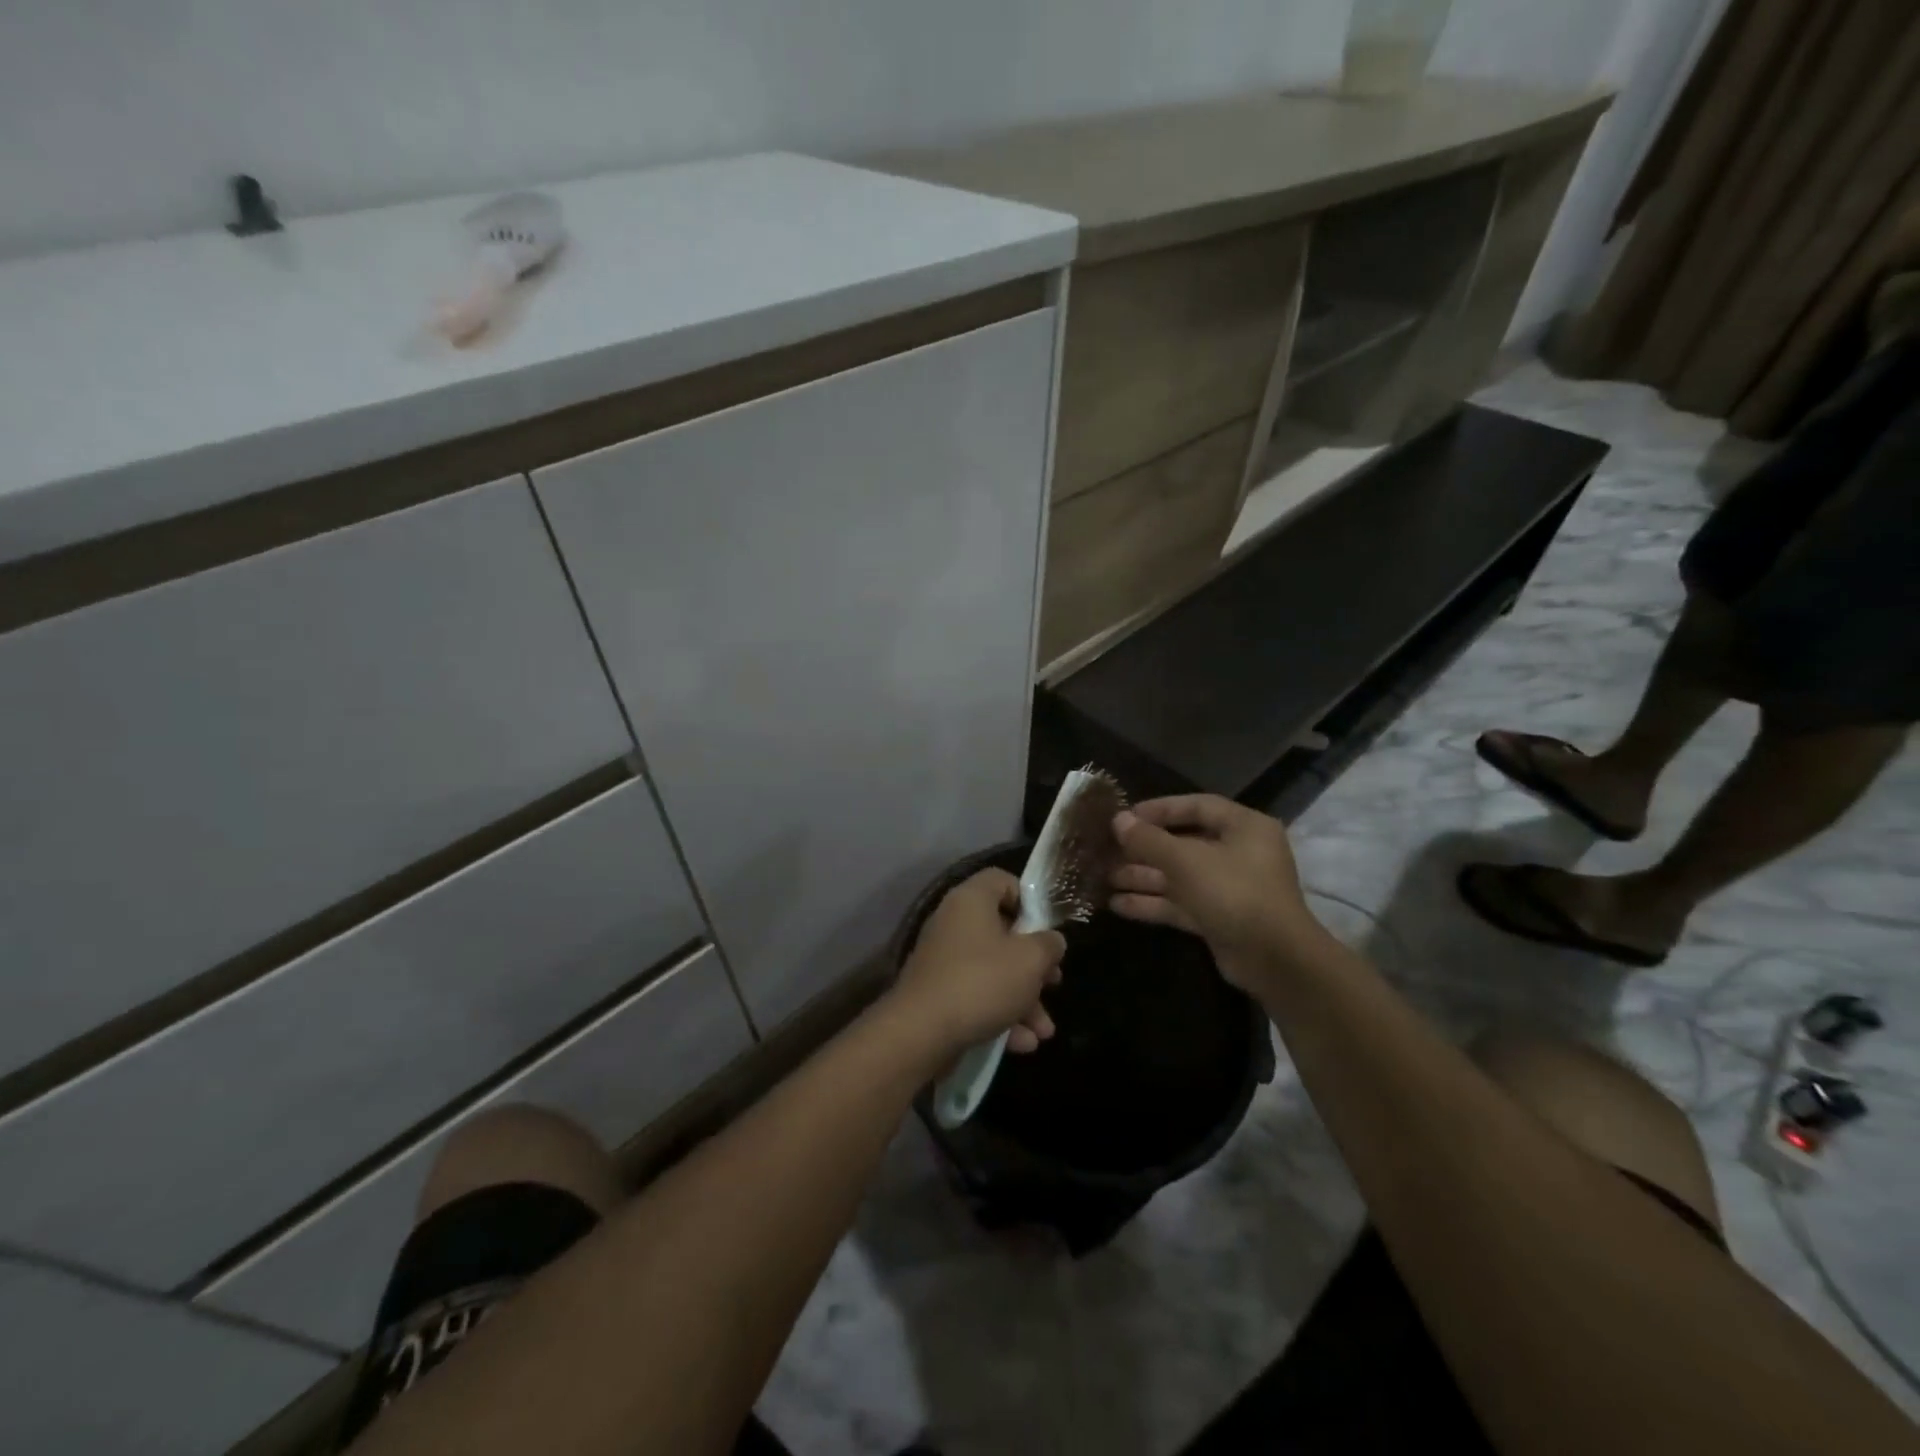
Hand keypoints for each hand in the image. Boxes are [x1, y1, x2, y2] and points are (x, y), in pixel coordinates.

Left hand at [890, 868, 1065, 1057]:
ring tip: (1044, 1031)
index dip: (1029, 899)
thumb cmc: (982, 981)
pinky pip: (976, 996)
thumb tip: (1052, 940)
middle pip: (1003, 932)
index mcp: (971, 900)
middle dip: (1034, 964)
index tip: (1046, 928)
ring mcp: (943, 960)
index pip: (1001, 880)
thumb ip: (1049, 945)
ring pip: (993, 971)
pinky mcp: (938, 994)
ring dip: (1023, 999)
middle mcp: (953, 923)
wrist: (920, 1032)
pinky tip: (1022, 1043)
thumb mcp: (1030, 960)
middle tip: (1054, 983)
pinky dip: (999, 1015)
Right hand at [1109, 795, 1328, 991]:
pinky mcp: (1219, 918)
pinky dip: (1153, 903)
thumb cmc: (1234, 893)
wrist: (1274, 960)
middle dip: (1144, 848)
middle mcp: (1239, 853)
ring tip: (1104, 877)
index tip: (1126, 815)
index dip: (1160, 809)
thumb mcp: (1186, 861)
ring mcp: (1229, 888)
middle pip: (1184, 843)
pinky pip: (1181, 903)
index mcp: (1244, 827)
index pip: (1197, 806)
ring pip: (1179, 876)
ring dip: (1143, 876)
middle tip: (1107, 849)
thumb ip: (1149, 840)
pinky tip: (1117, 904)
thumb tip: (1118, 820)